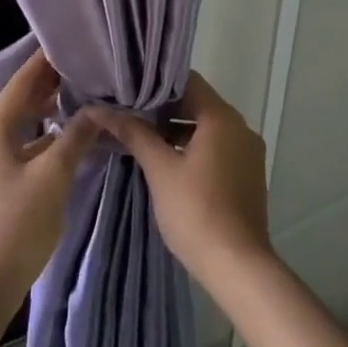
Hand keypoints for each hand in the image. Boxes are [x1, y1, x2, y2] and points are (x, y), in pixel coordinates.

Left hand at [0, 49, 97, 317]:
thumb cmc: (17, 224)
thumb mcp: (53, 176)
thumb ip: (76, 137)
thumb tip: (98, 109)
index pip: (22, 81)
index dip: (45, 60)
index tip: (72, 41)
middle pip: (21, 101)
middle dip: (51, 84)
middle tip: (86, 66)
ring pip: (23, 125)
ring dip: (49, 111)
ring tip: (84, 95)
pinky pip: (23, 146)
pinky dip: (45, 137)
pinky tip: (70, 138)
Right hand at [89, 72, 272, 293]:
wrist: (238, 266)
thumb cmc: (196, 211)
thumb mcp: (160, 169)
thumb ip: (134, 133)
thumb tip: (99, 108)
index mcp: (222, 117)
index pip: (188, 81)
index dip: (157, 84)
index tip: (129, 91)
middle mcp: (241, 127)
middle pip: (198, 103)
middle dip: (164, 110)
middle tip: (129, 117)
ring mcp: (248, 152)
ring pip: (207, 128)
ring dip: (177, 131)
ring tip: (142, 141)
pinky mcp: (248, 174)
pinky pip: (217, 148)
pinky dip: (194, 149)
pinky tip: (168, 165)